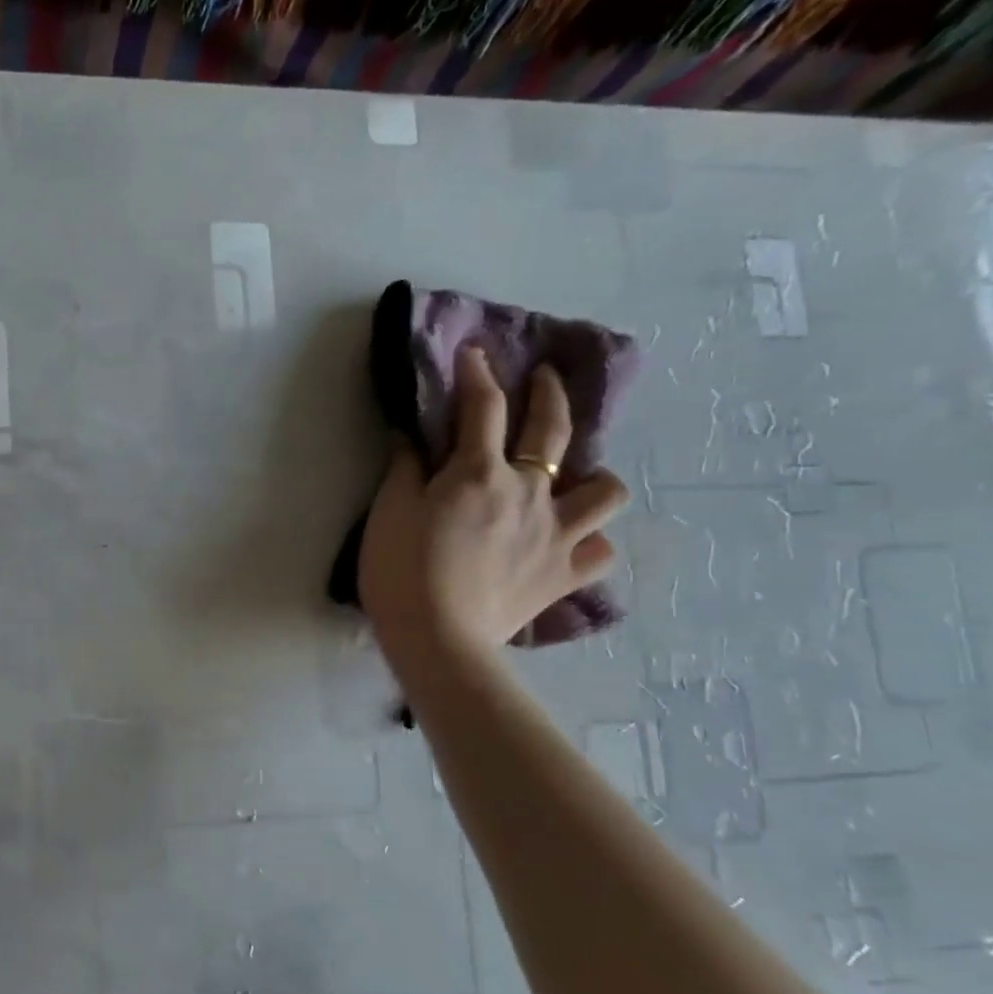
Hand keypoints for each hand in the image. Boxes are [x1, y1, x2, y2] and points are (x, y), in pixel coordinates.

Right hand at [358, 346, 627, 671]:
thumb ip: (404, 469)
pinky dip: (588, 541)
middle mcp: (529, 493)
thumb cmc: (401, 572)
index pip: (483, 407)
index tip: (474, 354)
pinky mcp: (564, 575)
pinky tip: (569, 543)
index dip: (477, 374)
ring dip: (591, 477)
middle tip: (544, 377)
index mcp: (479, 473)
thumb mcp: (388, 513)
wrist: (437, 639)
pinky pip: (599, 550)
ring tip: (572, 480)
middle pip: (552, 429)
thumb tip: (411, 436)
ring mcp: (557, 534)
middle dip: (548, 393)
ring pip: (603, 490)